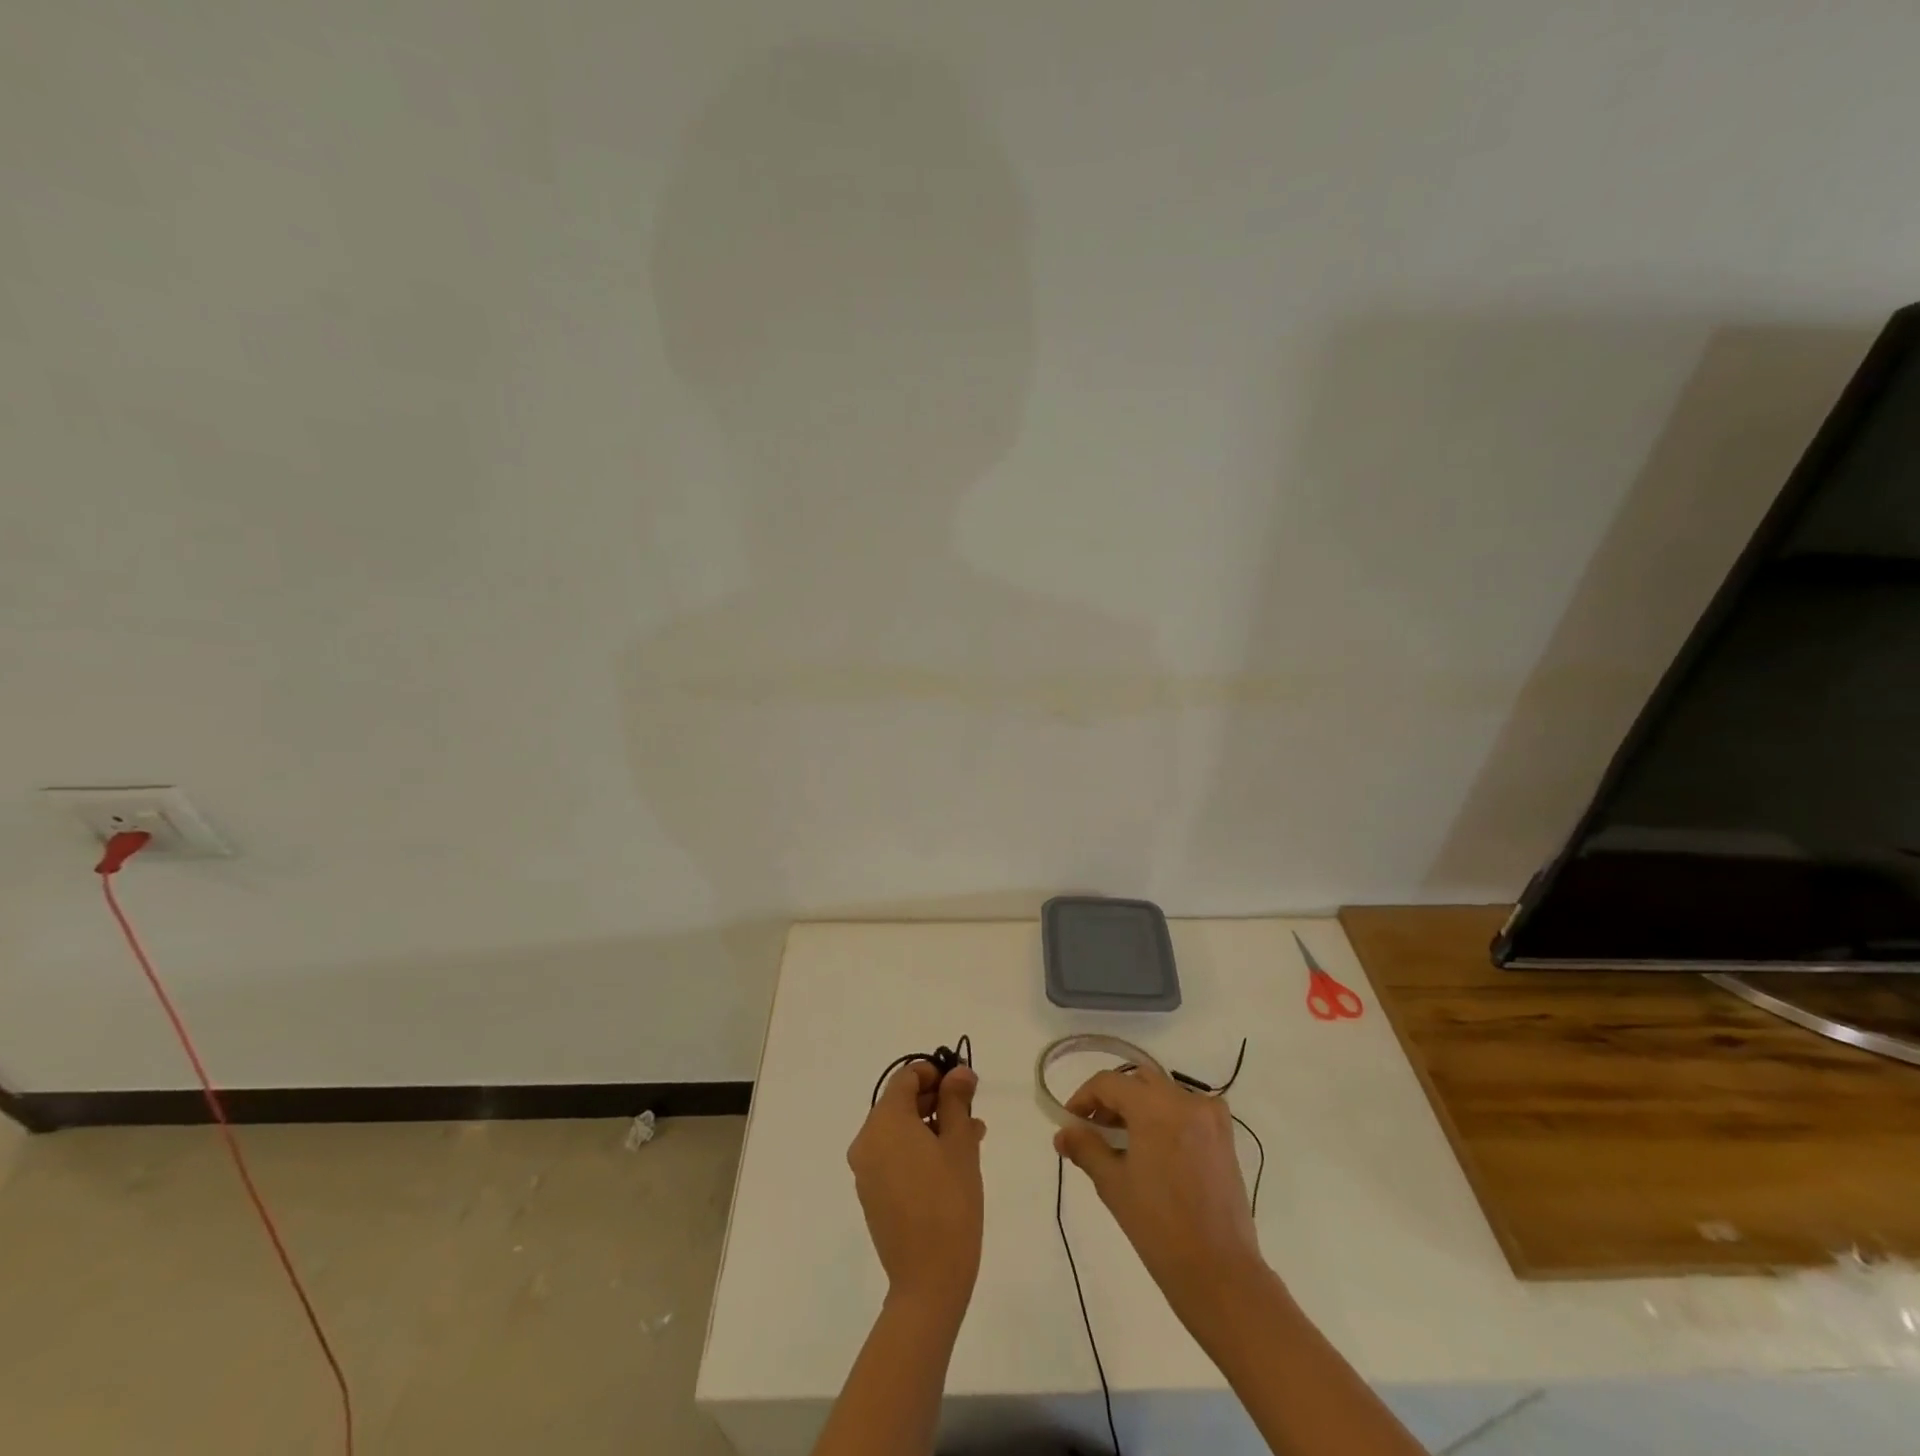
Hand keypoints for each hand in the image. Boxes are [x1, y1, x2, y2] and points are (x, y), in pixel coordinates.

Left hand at [847, 1061, 986, 1322]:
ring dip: (931, 1126)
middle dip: (937, 1100)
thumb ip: (956, 1100)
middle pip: (900, 1102)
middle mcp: (867, 1140)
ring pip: (900, 1131)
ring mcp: (866, 1170)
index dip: (936, 1072)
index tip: (964, 1084)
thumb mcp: (960, 1143)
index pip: (906, 1077)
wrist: (928, 1280)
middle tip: (971, 1111)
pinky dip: (918, 1150)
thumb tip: (958, 1072)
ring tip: (970, 1138)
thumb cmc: (949, 1201)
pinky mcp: (871, 1194)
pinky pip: (894, 1156)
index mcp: (884, 1121)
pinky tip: (951, 1163)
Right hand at [1055, 1060, 1263, 1332]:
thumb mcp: (1113, 1184)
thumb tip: (1062, 1134)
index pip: (1109, 1083)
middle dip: (1113, 1100)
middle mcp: (1186, 1099)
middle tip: (1095, 1129)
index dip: (1084, 1098)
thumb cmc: (1158, 1227)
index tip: (1071, 1122)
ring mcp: (1210, 1116)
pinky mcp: (1225, 1136)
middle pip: (1138, 1081)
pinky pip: (1188, 1110)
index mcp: (1156, 1106)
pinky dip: (1167, 1118)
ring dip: (1139, 1107)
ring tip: (1123, 1142)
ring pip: (1164, 1093)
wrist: (1219, 1272)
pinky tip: (1156, 1148)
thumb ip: (1085, 1148)